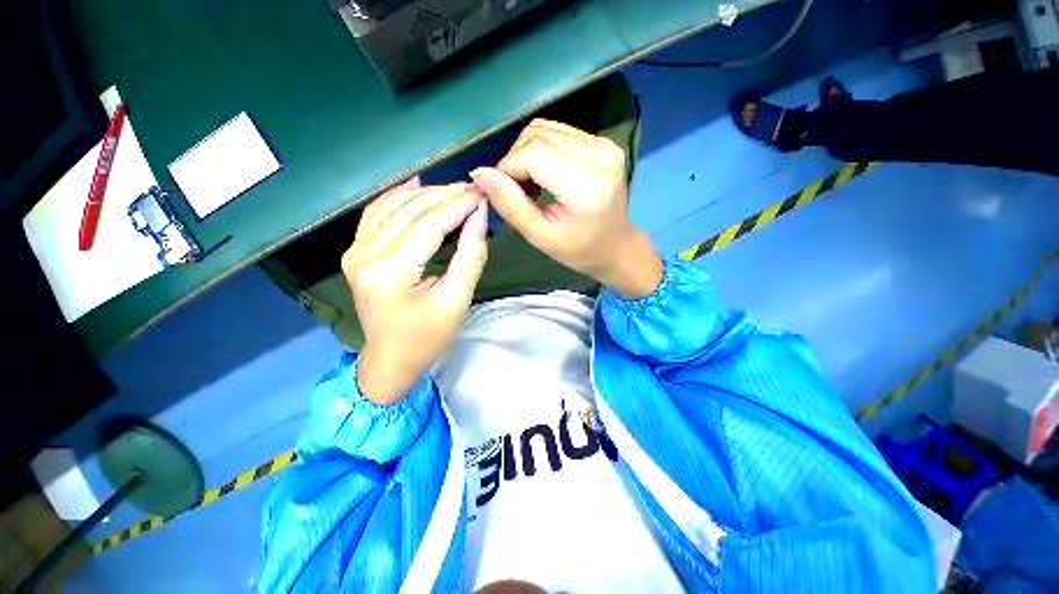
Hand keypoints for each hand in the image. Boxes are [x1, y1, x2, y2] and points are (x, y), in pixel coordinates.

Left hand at [342, 178, 487, 404]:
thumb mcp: (457, 301)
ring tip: (456, 191)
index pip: (428, 225)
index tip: (482, 193)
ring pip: (392, 205)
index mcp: (389, 273)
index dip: (458, 205)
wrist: (391, 358)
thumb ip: (471, 256)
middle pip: (409, 210)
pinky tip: (419, 186)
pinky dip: (400, 196)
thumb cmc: (428, 337)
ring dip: (426, 194)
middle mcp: (364, 255)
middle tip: (474, 190)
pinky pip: (378, 212)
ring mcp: (354, 251)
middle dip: (445, 195)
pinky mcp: (356, 251)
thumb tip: (479, 215)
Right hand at [471, 118, 661, 299]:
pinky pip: (558, 132)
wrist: (617, 247)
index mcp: (587, 184)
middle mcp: (599, 155)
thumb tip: (480, 174)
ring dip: (525, 153)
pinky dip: (540, 149)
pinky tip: (543, 174)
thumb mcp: (541, 236)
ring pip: (545, 129)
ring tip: (529, 184)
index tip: (499, 191)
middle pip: (537, 136)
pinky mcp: (602, 142)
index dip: (507, 168)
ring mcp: (604, 144)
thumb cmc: (579, 251)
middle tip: (515, 192)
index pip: (533, 154)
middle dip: (514, 160)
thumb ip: (511, 206)